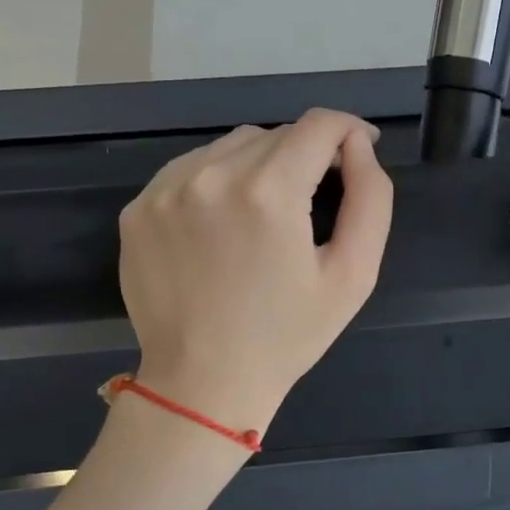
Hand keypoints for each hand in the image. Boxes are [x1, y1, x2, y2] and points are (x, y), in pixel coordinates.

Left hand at [118, 109, 392, 435]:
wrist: (203, 384)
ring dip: (262, 163)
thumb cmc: (288, 335)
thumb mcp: (353, 275)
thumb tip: (359, 147)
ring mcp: (165, 189)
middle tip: (317, 198)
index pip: (319, 125)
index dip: (349, 131)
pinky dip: (219, 179)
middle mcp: (211, 175)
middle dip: (307, 154)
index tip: (359, 153)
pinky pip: (192, 168)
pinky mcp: (138, 208)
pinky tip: (226, 222)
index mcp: (269, 192)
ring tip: (269, 212)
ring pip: (232, 145)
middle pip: (277, 133)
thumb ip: (371, 199)